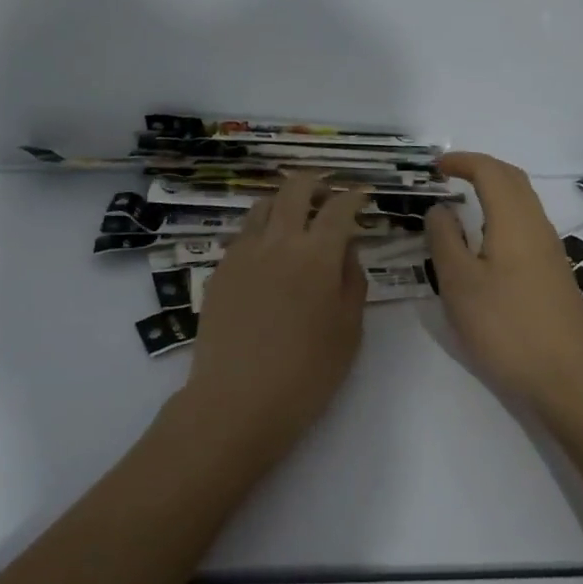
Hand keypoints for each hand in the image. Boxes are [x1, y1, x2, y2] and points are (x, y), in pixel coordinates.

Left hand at [177, 172, 369, 465]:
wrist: (237, 400)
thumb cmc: (307, 372)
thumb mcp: (349, 329)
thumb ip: (352, 280)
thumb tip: (345, 250)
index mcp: (317, 254)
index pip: (339, 207)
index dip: (354, 195)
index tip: (362, 195)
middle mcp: (278, 241)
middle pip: (295, 188)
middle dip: (316, 183)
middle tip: (327, 196)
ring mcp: (243, 252)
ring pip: (263, 205)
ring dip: (284, 202)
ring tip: (295, 220)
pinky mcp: (220, 269)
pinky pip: (243, 234)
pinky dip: (261, 230)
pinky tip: (267, 254)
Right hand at [426, 153, 582, 413]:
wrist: (566, 378)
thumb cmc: (505, 327)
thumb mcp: (459, 283)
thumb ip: (445, 240)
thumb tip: (440, 209)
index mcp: (515, 221)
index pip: (491, 172)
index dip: (462, 161)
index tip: (435, 166)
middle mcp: (538, 227)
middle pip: (513, 180)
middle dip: (481, 168)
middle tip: (449, 175)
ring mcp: (551, 252)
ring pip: (523, 203)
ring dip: (494, 191)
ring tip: (463, 203)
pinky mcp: (554, 274)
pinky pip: (527, 226)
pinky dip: (503, 215)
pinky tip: (485, 242)